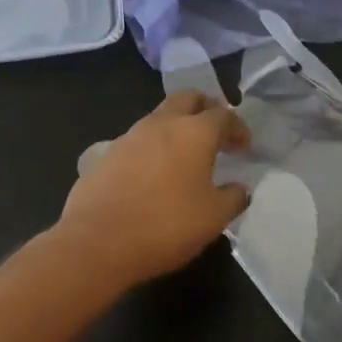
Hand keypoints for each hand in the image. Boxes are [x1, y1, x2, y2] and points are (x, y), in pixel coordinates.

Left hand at [55, 90, 250, 287]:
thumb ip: (233, 198)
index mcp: (193, 133)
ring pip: (159, 117)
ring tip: (185, 156)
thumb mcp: (214, 218)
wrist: (97, 242)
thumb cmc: (166, 226)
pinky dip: (151, 149)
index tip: (244, 146)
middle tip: (215, 131)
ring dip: (176, 128)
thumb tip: (238, 188)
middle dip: (205, 108)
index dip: (238, 127)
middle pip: (187, 99)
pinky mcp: (105, 155)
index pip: (223, 115)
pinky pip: (136, 141)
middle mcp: (160, 124)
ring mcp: (128, 137)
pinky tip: (153, 175)